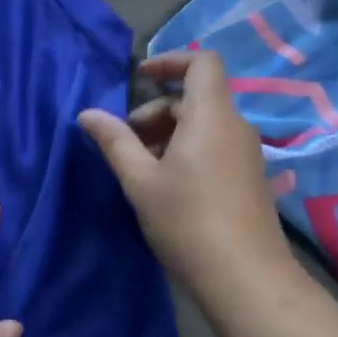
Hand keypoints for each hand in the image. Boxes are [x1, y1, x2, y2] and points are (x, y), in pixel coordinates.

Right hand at [78, 49, 299, 305]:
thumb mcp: (139, 180)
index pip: (202, 62)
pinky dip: (188, 149)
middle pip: (196, 97)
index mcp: (211, 116)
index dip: (170, 60)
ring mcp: (247, 153)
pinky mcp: (250, 177)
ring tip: (141, 167)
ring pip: (204, 124)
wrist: (244, 276)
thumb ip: (114, 141)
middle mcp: (235, 126)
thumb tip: (87, 114)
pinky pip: (215, 145)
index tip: (139, 78)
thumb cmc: (186, 221)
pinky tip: (168, 185)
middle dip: (156, 110)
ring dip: (169, 133)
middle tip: (126, 142)